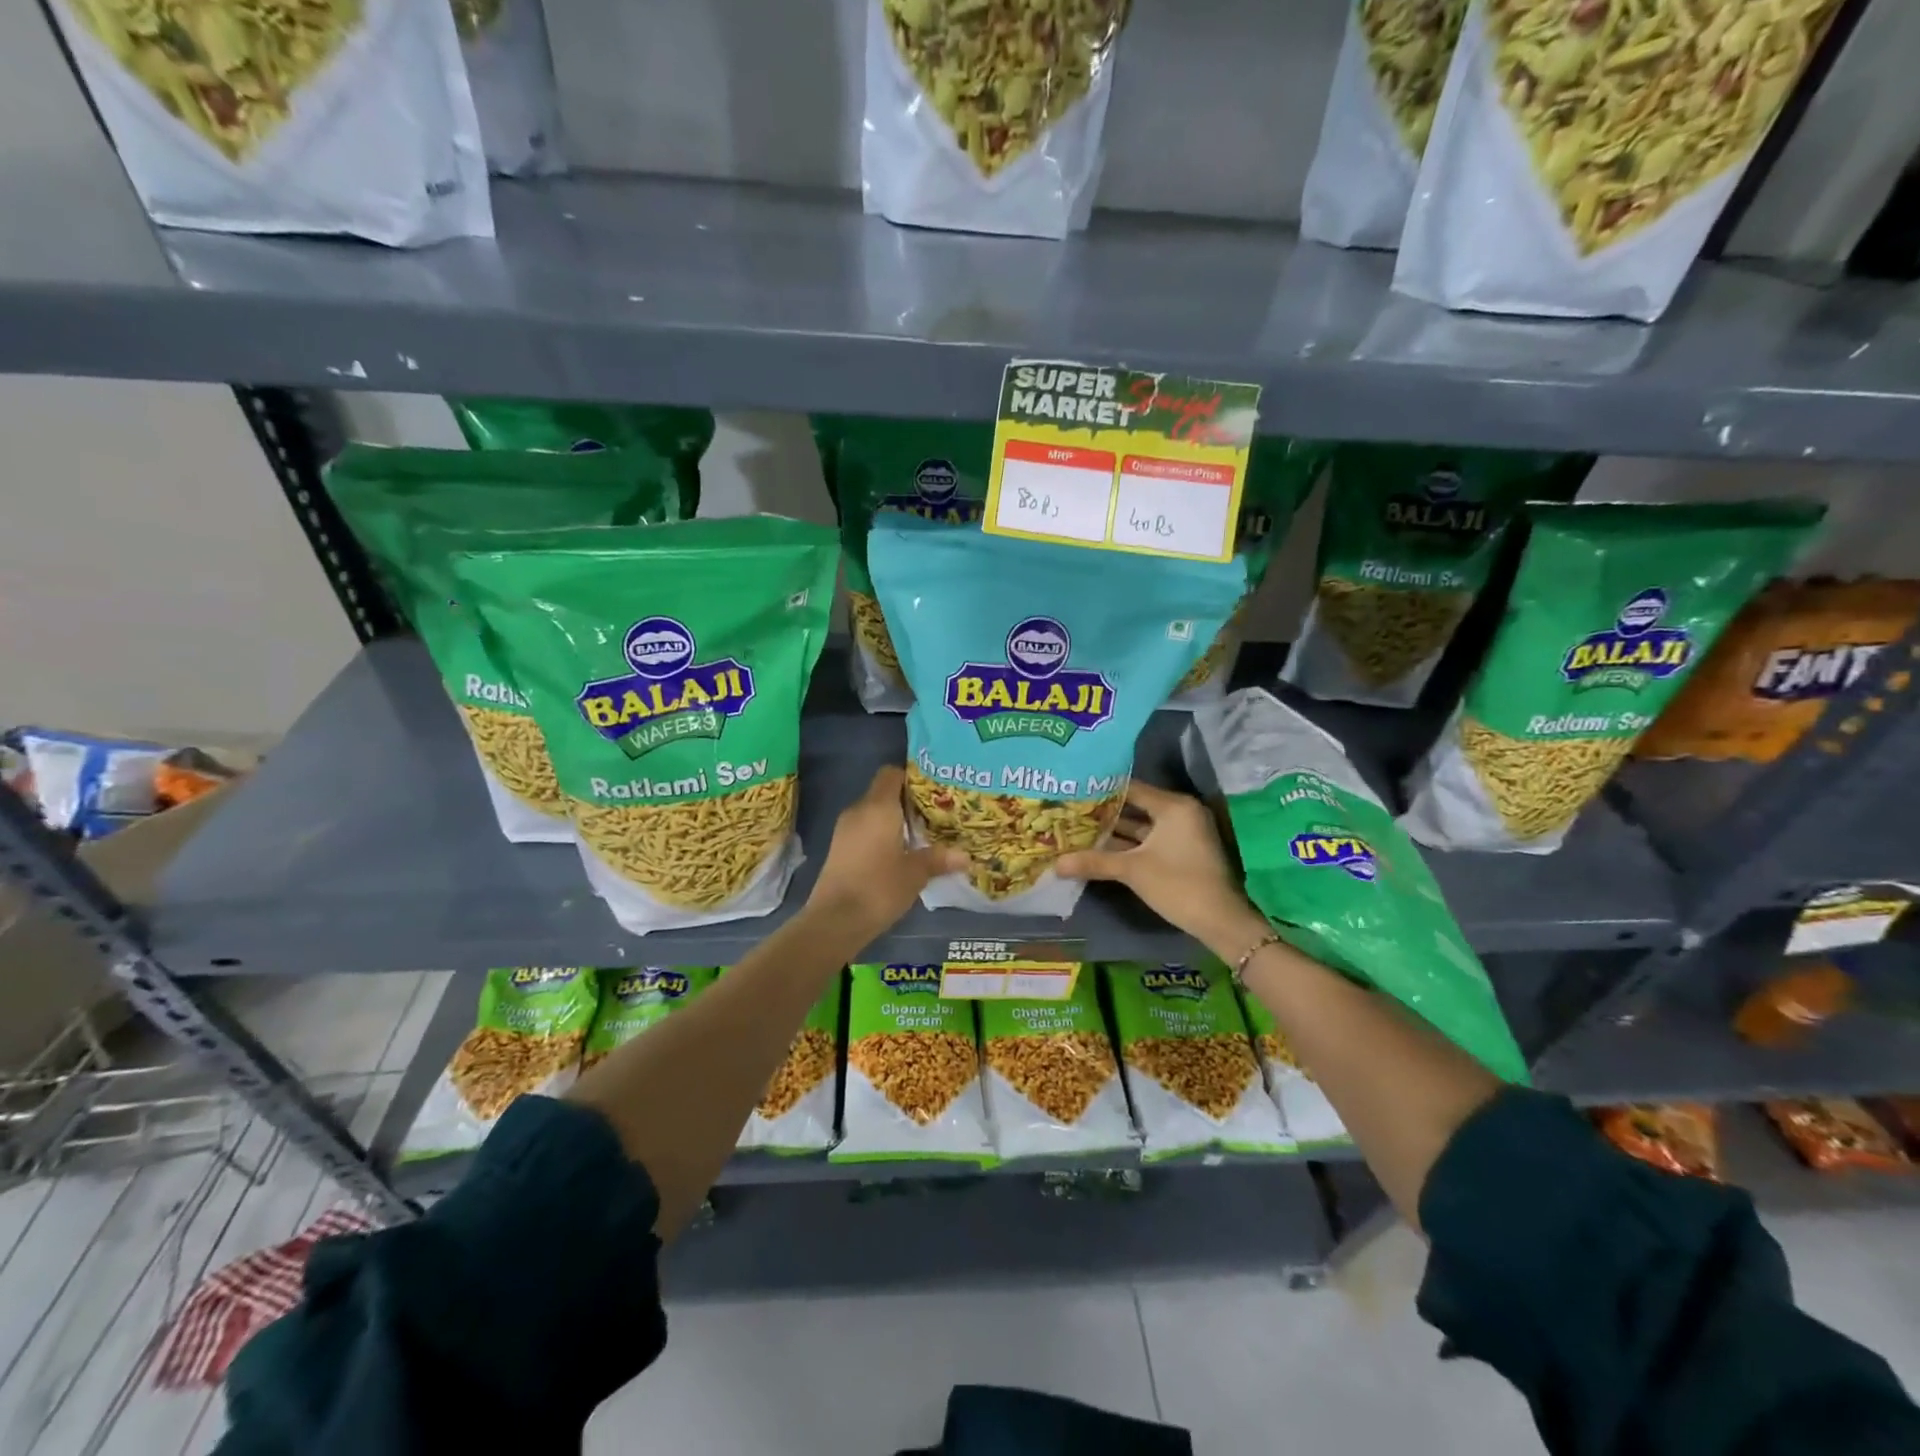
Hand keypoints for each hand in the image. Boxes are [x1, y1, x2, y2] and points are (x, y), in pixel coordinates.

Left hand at [807, 766, 965, 937]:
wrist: (835, 920)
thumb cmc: (879, 888)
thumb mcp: (916, 873)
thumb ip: (939, 859)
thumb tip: (965, 856)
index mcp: (878, 807)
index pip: (891, 774)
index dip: (911, 777)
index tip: (933, 790)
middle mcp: (859, 811)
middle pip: (884, 793)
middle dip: (909, 802)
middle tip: (936, 815)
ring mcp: (845, 830)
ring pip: (874, 814)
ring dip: (895, 821)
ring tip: (923, 835)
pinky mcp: (840, 849)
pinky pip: (865, 831)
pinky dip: (882, 836)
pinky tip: (901, 854)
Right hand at [1056, 780, 1268, 958]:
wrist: (1220, 922)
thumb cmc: (1178, 885)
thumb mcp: (1132, 871)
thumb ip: (1094, 861)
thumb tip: (1055, 864)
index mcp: (1173, 806)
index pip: (1130, 788)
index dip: (1101, 791)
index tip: (1073, 791)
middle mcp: (1180, 812)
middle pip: (1135, 806)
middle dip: (1103, 813)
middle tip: (1070, 811)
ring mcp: (1182, 833)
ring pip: (1141, 826)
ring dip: (1113, 831)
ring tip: (1078, 829)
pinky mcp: (1182, 851)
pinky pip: (1149, 840)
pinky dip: (1128, 845)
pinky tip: (1100, 849)